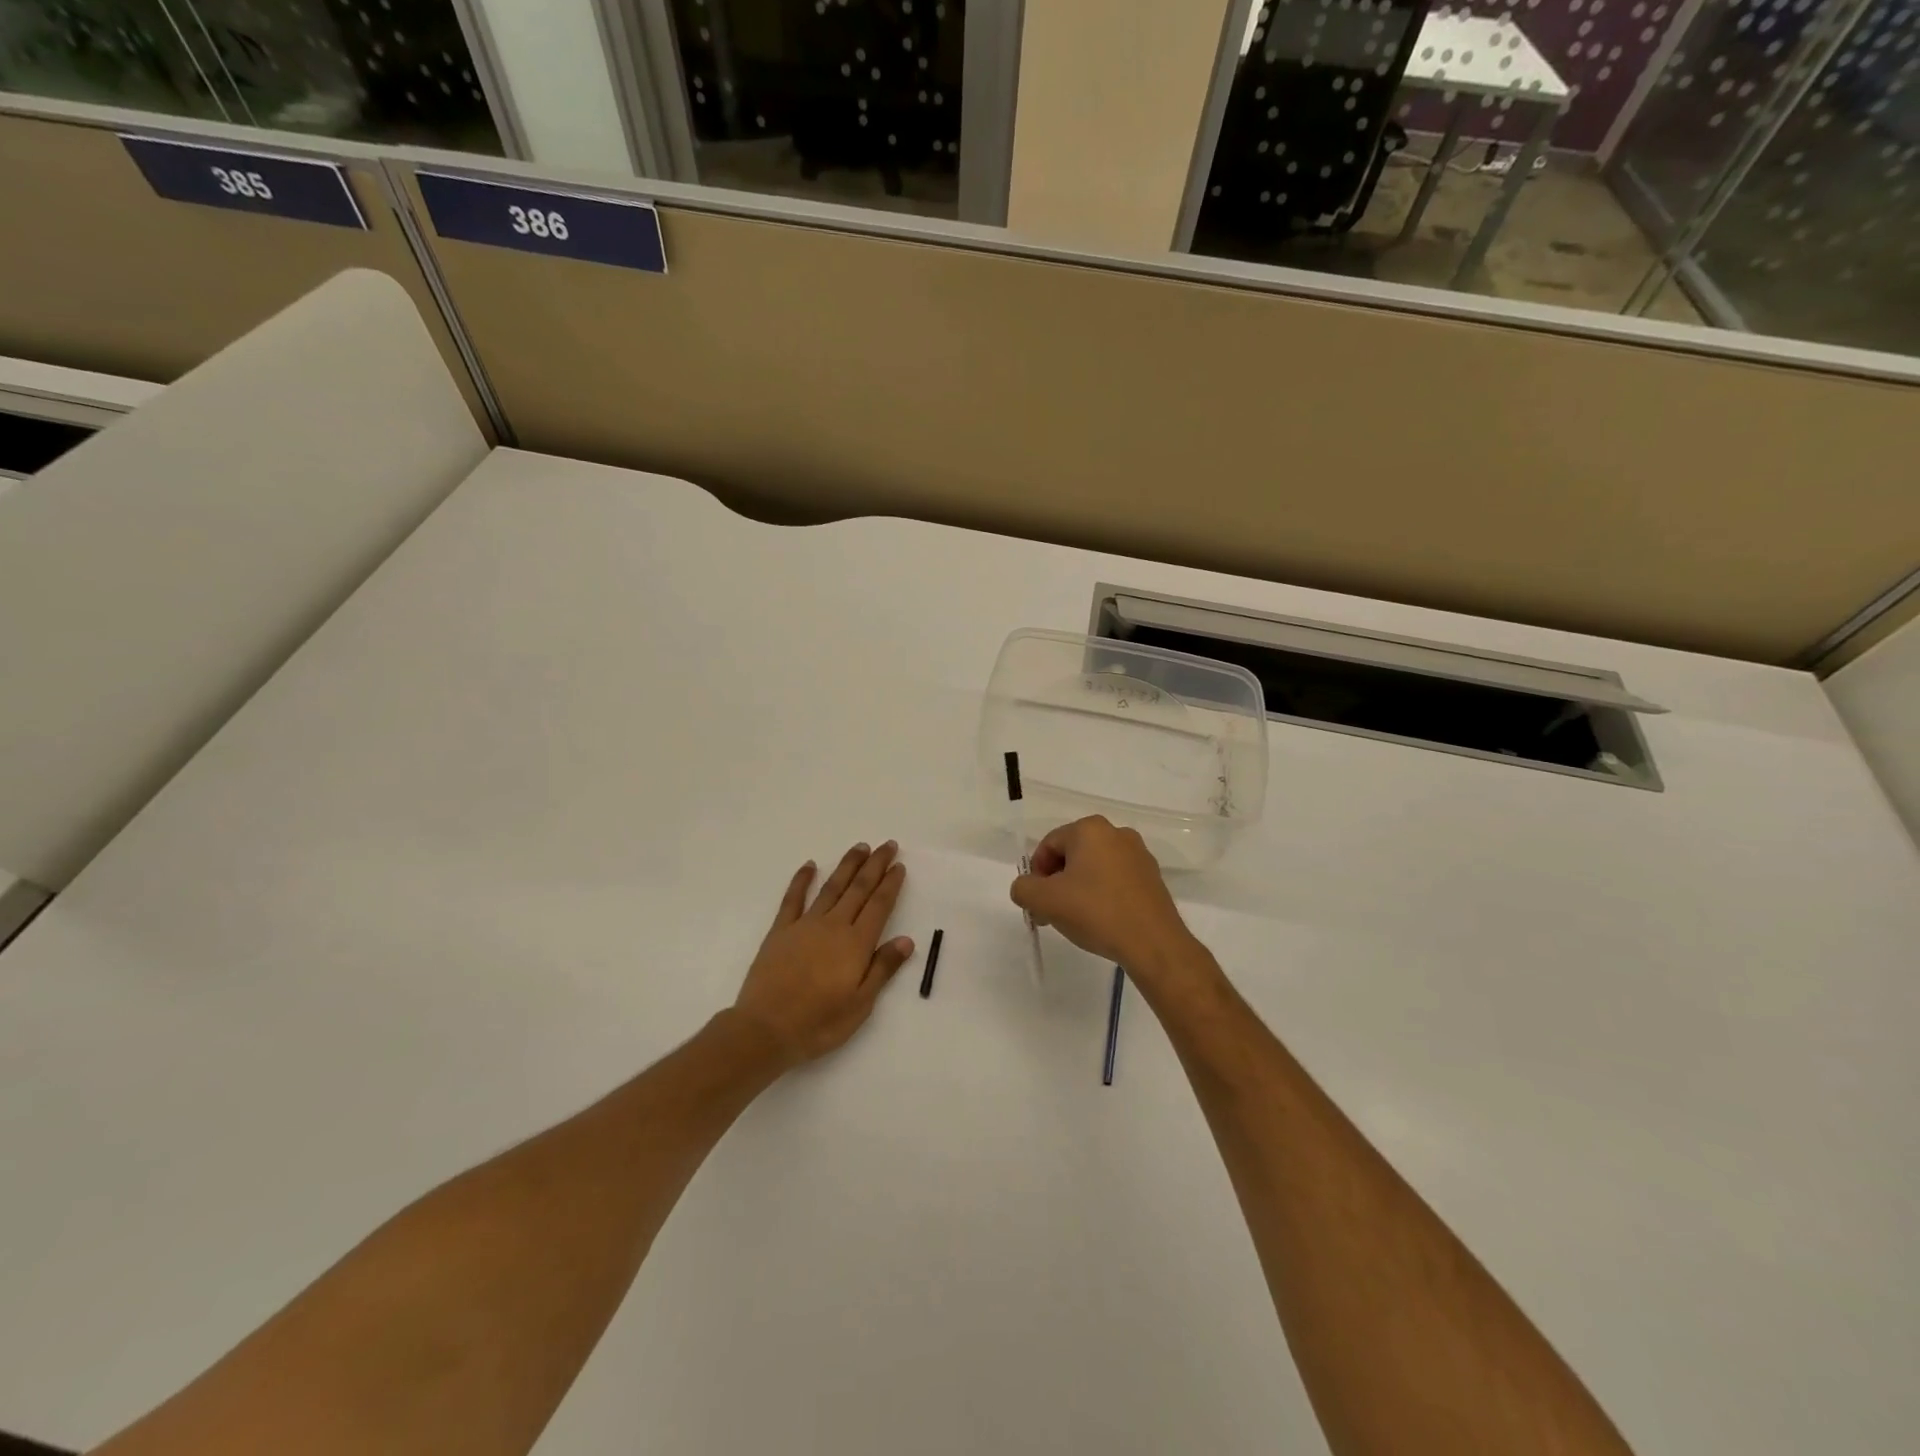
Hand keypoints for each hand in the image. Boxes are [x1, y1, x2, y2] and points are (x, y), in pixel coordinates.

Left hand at [732, 841, 913, 1067]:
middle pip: (858, 889)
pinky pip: (793, 898)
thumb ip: (883, 968)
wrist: (766, 1029)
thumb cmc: (819, 1023)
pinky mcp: (781, 931)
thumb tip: (906, 940)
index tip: (899, 865)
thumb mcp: (861, 1004)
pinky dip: (802, 880)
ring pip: (831, 887)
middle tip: (886, 845)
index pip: (879, 906)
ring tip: (860, 847)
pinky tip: (810, 865)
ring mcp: (805, 925)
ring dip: (847, 866)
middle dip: (874, 865)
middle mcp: (833, 926)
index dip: (890, 884)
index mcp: (856, 944)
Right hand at [1009, 817, 1209, 995]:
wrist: (1153, 943)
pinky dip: (1102, 894)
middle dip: (1056, 882)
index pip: (1048, 845)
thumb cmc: (1096, 912)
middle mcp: (1117, 833)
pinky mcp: (1152, 877)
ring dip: (1078, 889)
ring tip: (1076, 919)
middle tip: (1052, 912)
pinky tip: (1101, 919)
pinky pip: (1115, 879)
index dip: (1036, 874)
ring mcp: (1139, 854)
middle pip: (1072, 854)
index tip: (1038, 903)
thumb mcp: (1045, 901)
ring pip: (1094, 867)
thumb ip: (1023, 888)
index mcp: (1090, 829)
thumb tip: (1026, 887)